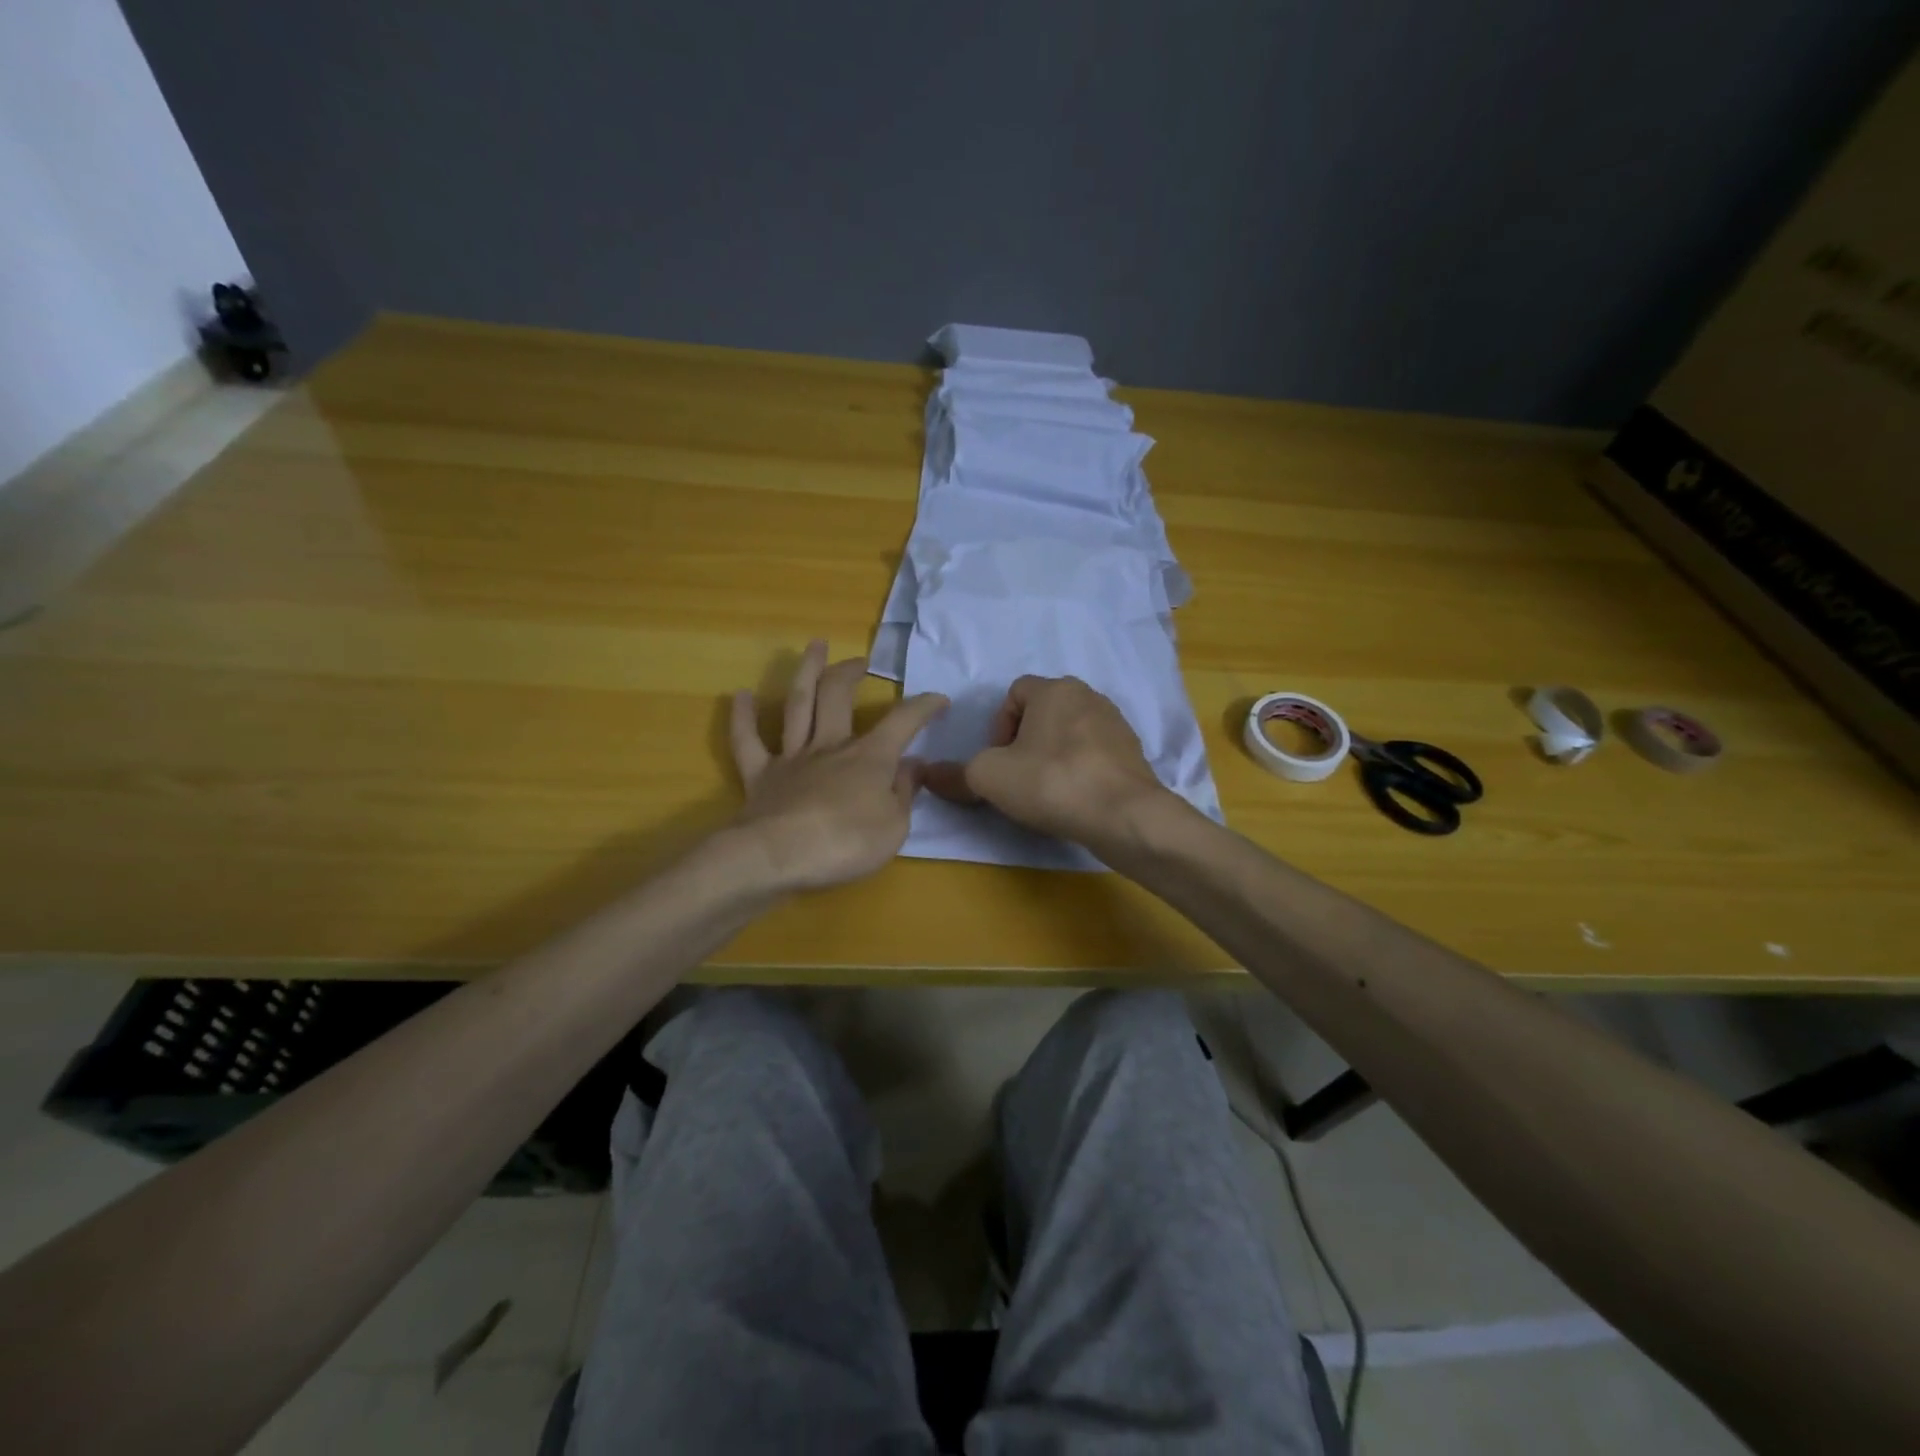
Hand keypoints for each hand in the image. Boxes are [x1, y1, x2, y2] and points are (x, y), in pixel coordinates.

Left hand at [728, 640, 947, 892]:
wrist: (779, 857)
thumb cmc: (846, 844)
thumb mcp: (895, 827)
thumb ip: (904, 793)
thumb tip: (912, 766)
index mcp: (869, 758)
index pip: (903, 722)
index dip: (923, 707)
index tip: (939, 699)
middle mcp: (830, 747)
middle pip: (839, 697)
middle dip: (851, 673)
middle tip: (860, 661)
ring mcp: (792, 758)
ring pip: (798, 705)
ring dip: (807, 672)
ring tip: (814, 646)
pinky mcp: (760, 775)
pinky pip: (747, 741)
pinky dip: (743, 717)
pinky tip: (741, 695)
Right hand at [923, 675, 1174, 848]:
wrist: (1125, 816)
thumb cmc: (1051, 783)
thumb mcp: (989, 778)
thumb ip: (956, 774)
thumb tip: (928, 775)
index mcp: (1055, 689)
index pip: (1014, 693)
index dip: (998, 726)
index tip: (1000, 760)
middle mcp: (1089, 696)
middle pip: (1043, 713)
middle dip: (1026, 742)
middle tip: (1019, 776)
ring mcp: (1116, 723)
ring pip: (1070, 733)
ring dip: (1053, 756)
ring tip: (1047, 791)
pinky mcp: (1133, 753)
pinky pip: (1094, 754)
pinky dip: (1080, 770)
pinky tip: (1076, 798)